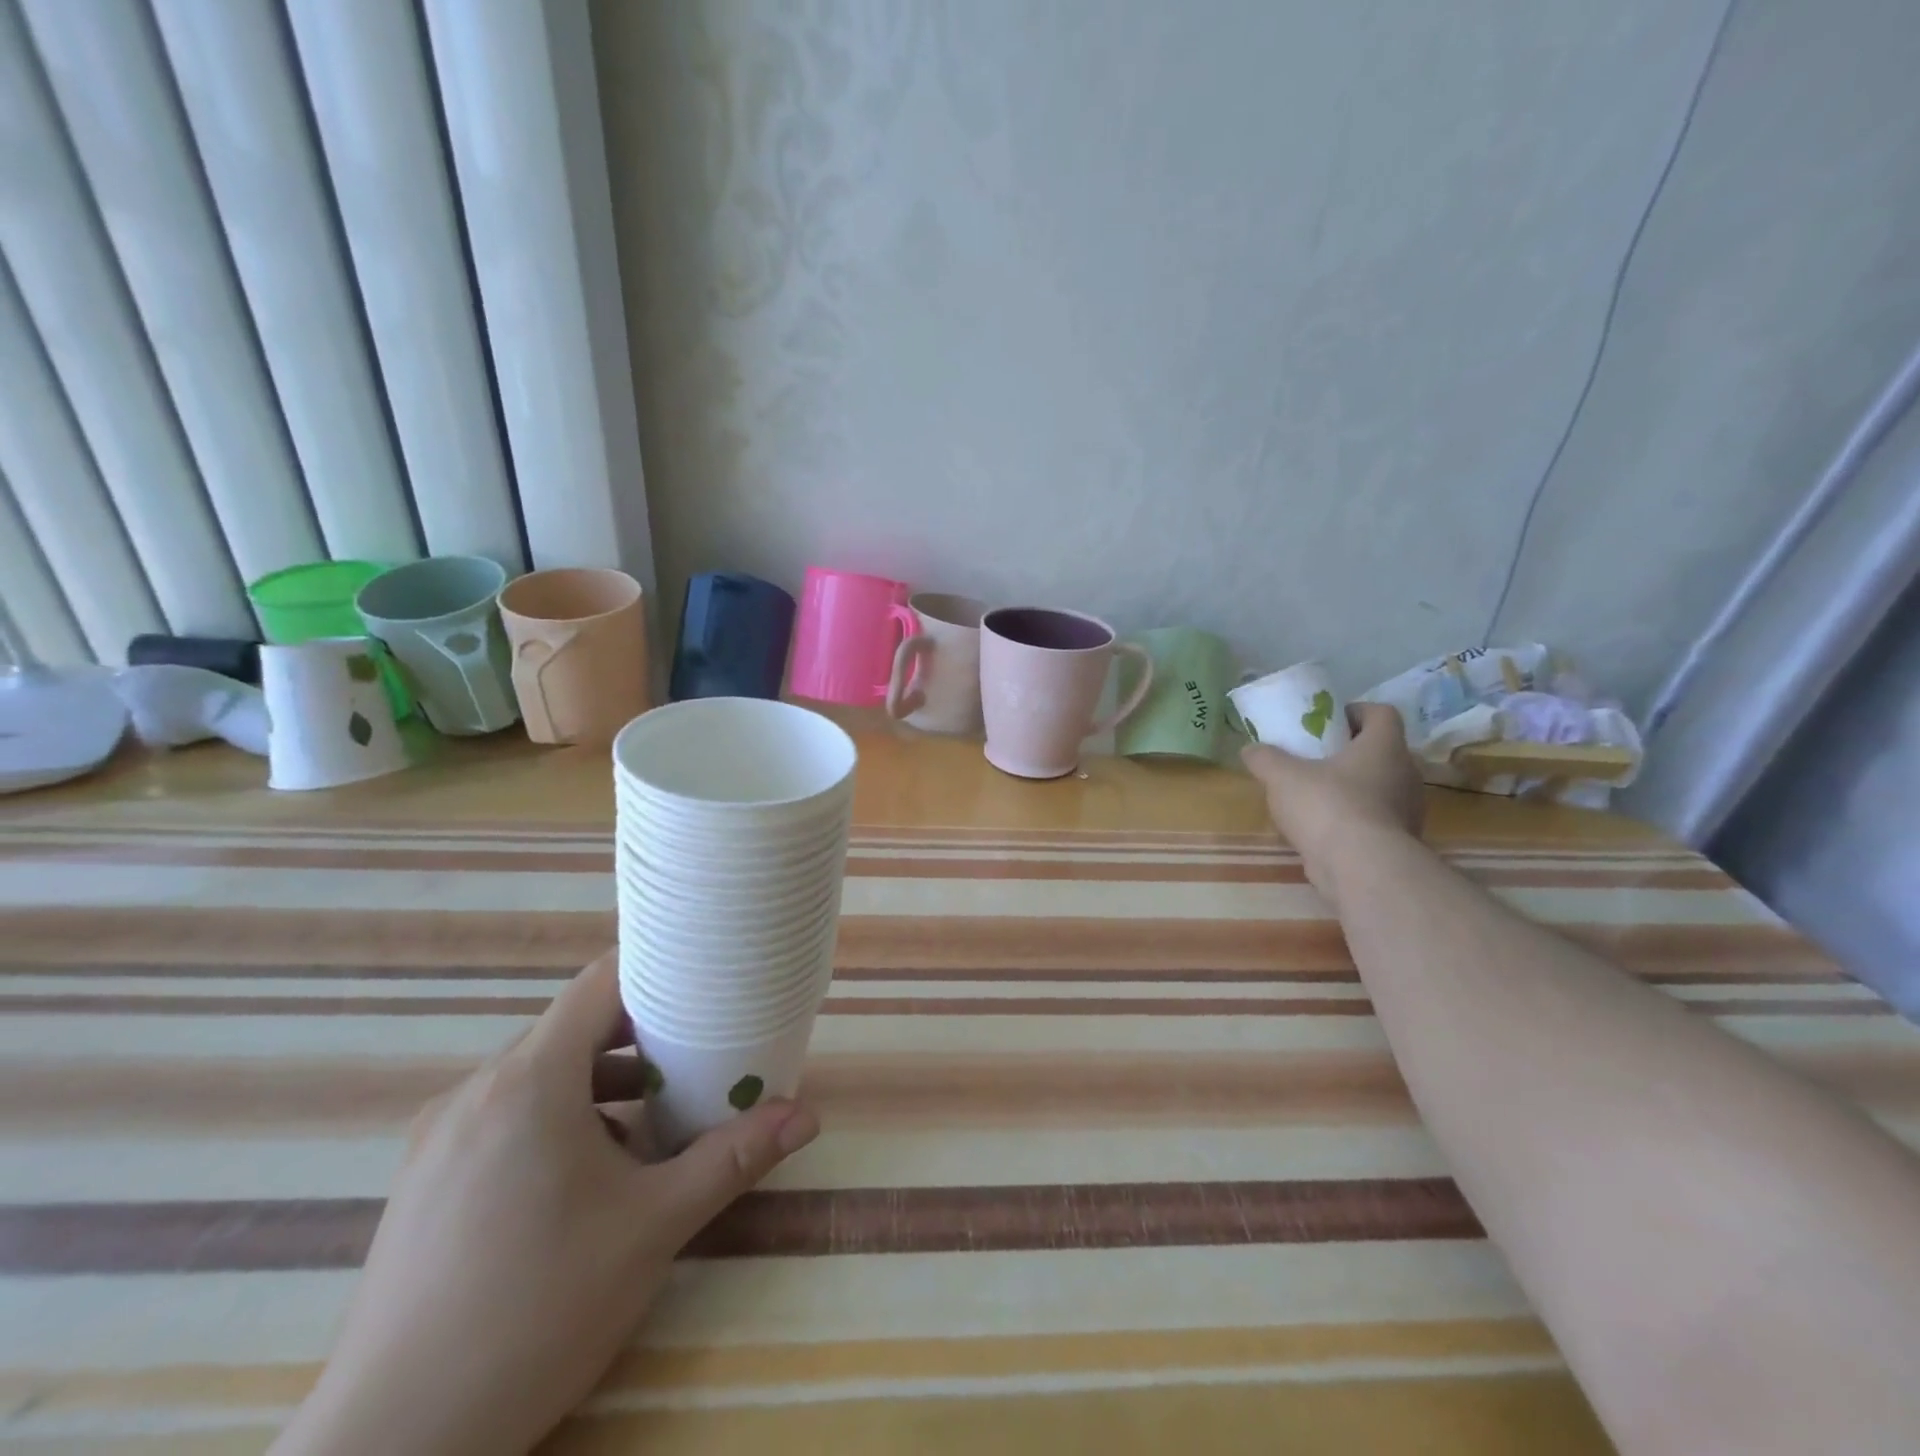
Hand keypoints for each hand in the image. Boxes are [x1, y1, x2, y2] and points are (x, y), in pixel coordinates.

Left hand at [275, 952, 818, 1455]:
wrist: (392, 1448)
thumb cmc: (537, 1312)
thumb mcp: (652, 1227)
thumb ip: (731, 1159)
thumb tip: (805, 1115)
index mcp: (528, 1081)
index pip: (598, 983)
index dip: (654, 969)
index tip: (703, 977)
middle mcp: (476, 1090)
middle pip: (572, 1027)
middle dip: (639, 1035)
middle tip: (697, 1052)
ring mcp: (440, 1135)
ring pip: (538, 1074)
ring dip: (600, 1081)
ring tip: (654, 1118)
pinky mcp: (424, 1178)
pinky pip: (505, 1114)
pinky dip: (557, 1116)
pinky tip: (588, 1176)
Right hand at [1242, 702, 1424, 890]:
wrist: (1361, 869)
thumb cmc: (1327, 806)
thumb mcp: (1282, 776)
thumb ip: (1265, 758)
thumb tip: (1250, 749)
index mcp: (1384, 746)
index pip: (1383, 713)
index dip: (1357, 711)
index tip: (1329, 722)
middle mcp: (1405, 773)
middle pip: (1382, 751)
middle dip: (1350, 752)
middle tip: (1317, 758)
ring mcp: (1407, 810)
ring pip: (1380, 787)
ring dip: (1353, 787)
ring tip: (1316, 796)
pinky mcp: (1400, 841)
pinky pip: (1376, 819)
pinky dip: (1354, 819)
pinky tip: (1324, 829)